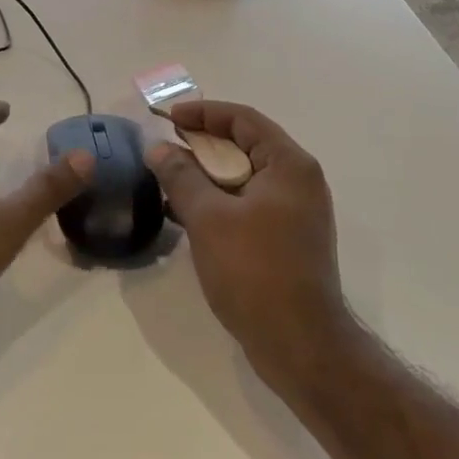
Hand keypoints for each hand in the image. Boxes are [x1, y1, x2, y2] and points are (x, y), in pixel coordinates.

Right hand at [147, 101, 354, 378]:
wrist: (299, 344)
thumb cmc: (255, 271)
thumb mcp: (209, 218)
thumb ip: (181, 176)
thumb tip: (159, 148)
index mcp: (289, 165)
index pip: (243, 120)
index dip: (203, 113)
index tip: (168, 118)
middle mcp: (298, 181)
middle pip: (245, 145)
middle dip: (202, 144)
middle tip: (165, 148)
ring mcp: (295, 212)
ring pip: (244, 177)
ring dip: (207, 175)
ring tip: (169, 180)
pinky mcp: (287, 239)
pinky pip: (248, 204)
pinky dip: (219, 201)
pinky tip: (186, 214)